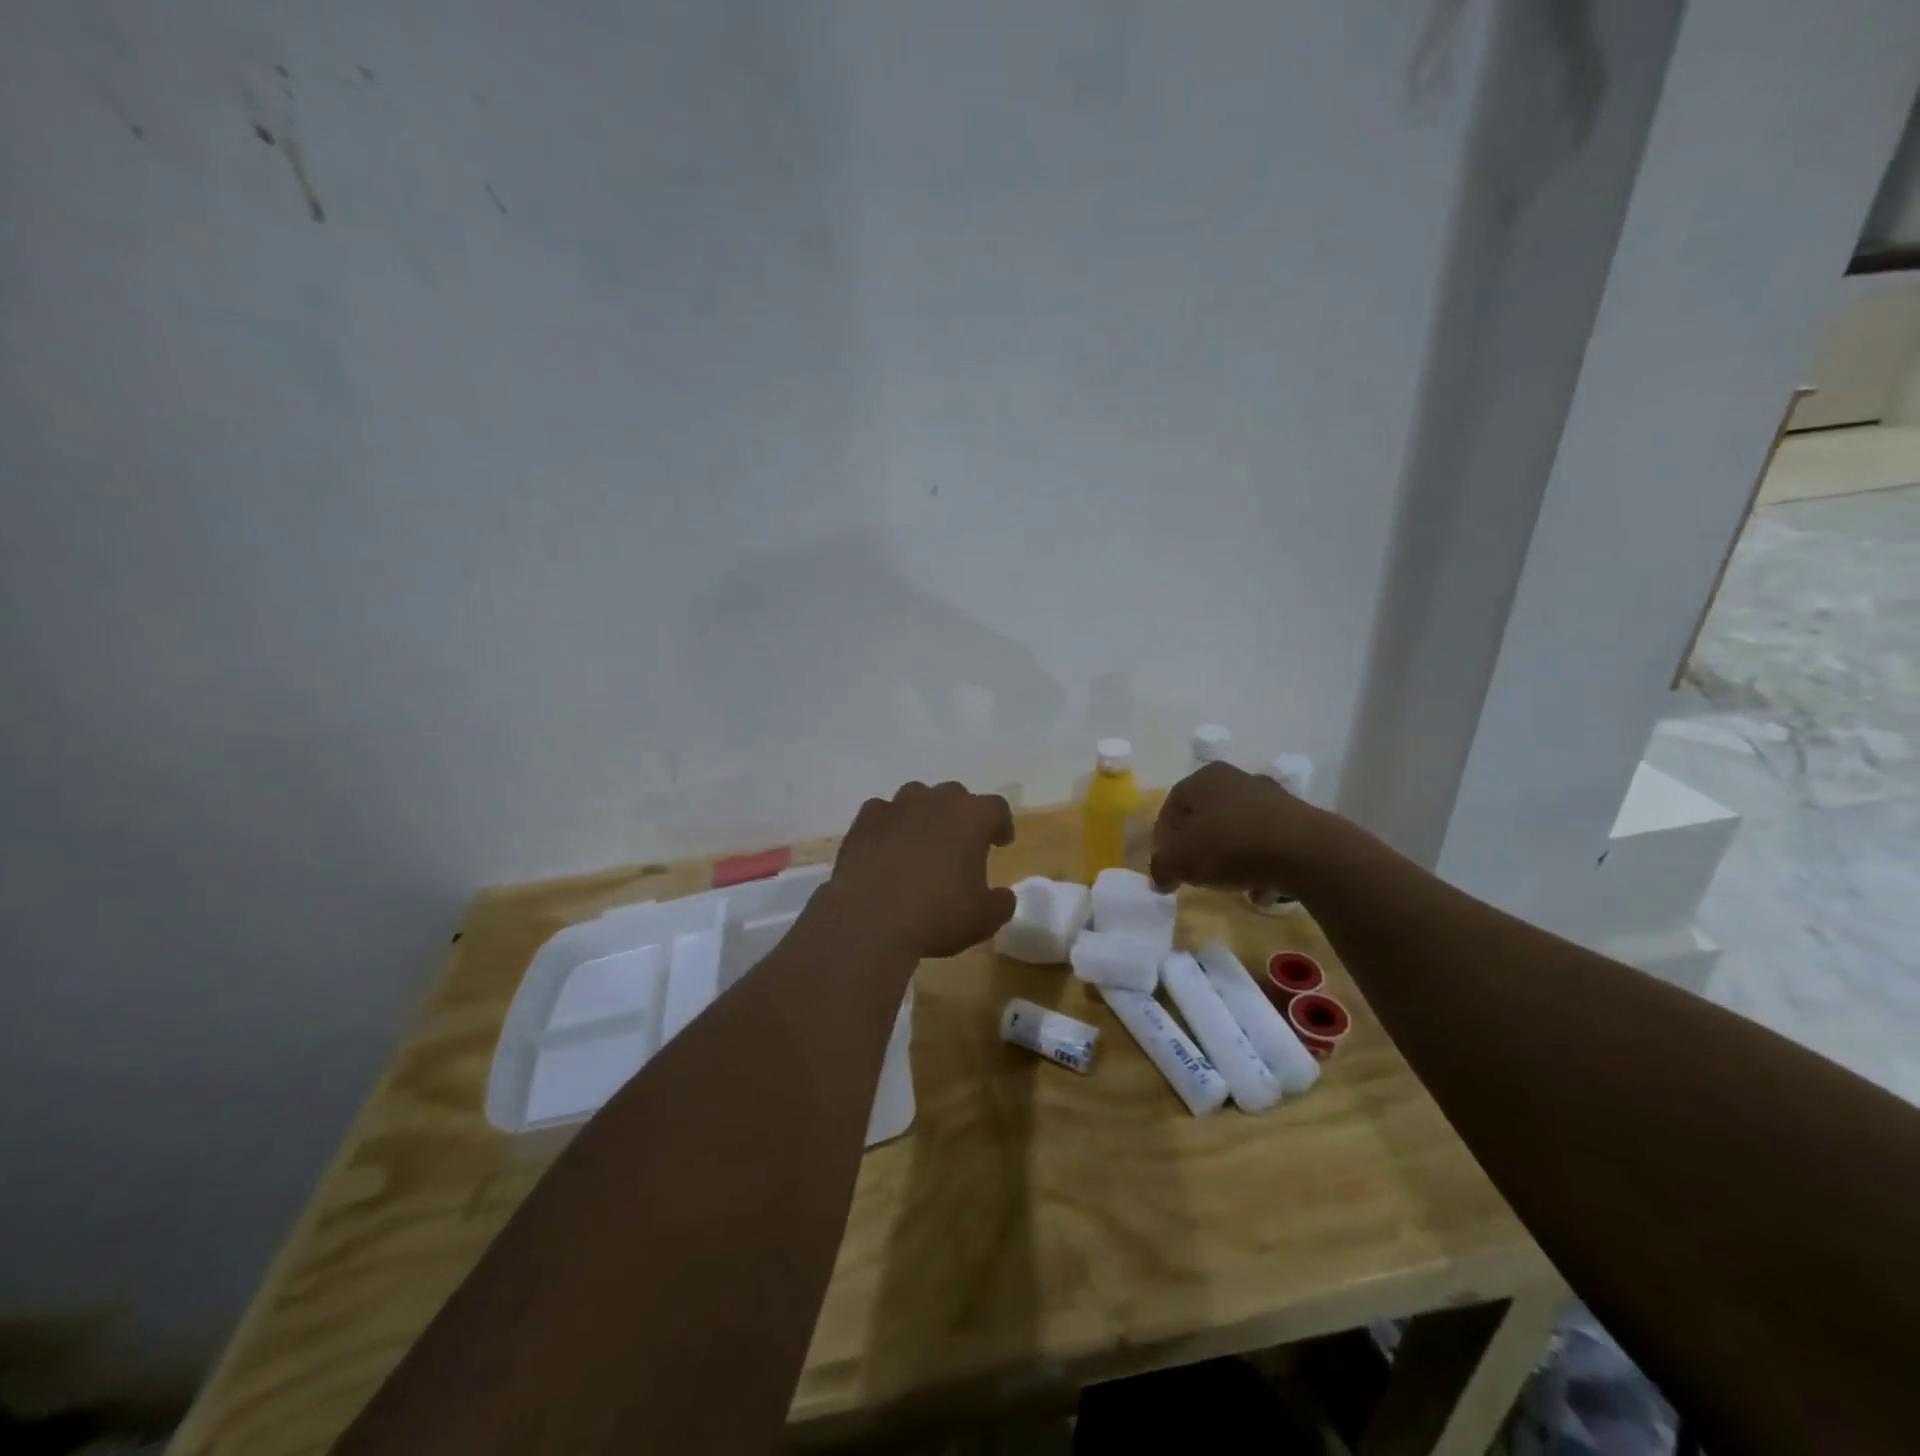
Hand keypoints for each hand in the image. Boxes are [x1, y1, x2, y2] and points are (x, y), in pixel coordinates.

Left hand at [829, 782, 1016, 959]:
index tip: (999, 843)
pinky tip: (886, 849)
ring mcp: (895, 807)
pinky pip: (881, 813)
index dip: (1000, 824)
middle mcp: (934, 801)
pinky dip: (888, 826)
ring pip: (916, 797)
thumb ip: (1001, 903)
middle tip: (960, 844)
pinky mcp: (863, 822)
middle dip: (961, 816)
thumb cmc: (937, 916)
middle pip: (955, 795)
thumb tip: (1003, 896)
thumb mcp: (984, 919)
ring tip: (922, 843)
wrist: (869, 922)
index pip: (996, 808)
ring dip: (924, 814)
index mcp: (971, 817)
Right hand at [1150, 761, 1327, 892]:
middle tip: (1193, 871)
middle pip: (1206, 815)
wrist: (1307, 852)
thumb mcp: (1182, 861)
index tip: (1166, 863)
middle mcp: (1237, 779)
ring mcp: (1272, 797)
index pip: (1172, 805)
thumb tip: (1159, 879)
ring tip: (1227, 883)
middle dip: (1197, 845)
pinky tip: (1259, 888)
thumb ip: (1162, 868)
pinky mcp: (1299, 820)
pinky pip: (1267, 843)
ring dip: (1229, 855)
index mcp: (1205, 779)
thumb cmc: (1232, 845)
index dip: (1164, 836)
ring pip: (1238, 829)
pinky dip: (1259, 864)